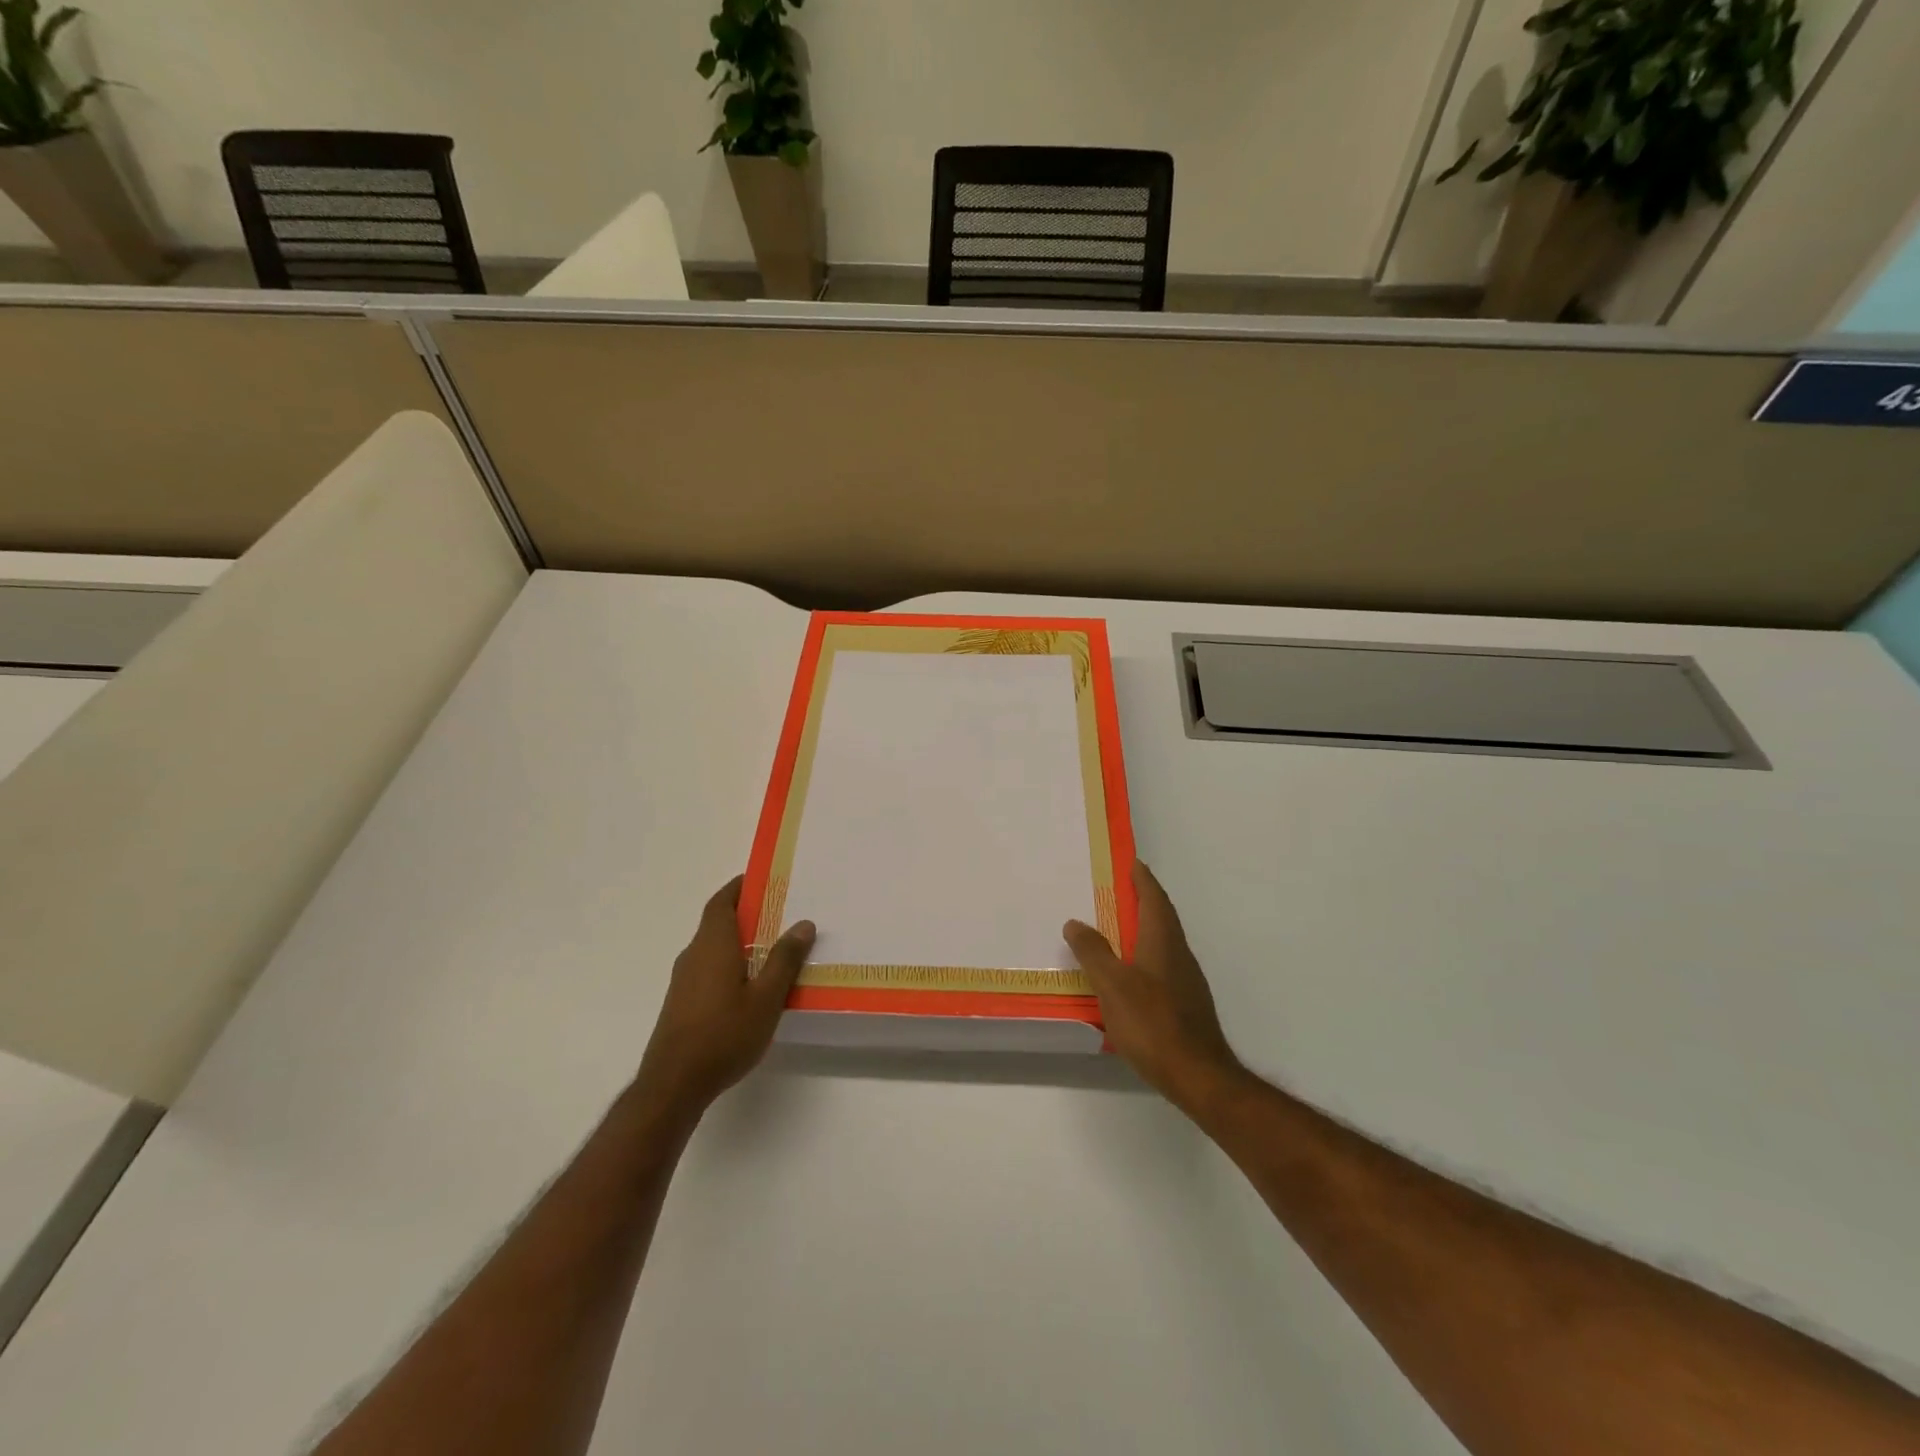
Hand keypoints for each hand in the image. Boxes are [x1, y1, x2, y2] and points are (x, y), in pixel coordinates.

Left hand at [636, 876, 814, 1115]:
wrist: (673, 1085)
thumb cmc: (724, 1035)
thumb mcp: (766, 998)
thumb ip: (784, 960)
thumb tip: (803, 924)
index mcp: (713, 945)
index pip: (722, 902)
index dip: (738, 887)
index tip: (760, 879)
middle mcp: (693, 955)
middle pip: (717, 922)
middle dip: (744, 914)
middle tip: (778, 913)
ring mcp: (683, 980)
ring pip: (712, 947)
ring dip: (737, 941)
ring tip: (770, 949)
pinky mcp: (681, 1003)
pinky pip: (707, 968)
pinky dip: (728, 962)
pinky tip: (749, 985)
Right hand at [1065, 861, 1247, 1115]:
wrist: (1198, 1075)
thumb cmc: (1152, 1023)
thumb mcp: (1112, 985)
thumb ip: (1093, 952)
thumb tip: (1075, 922)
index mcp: (1163, 941)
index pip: (1154, 898)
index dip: (1142, 878)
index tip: (1130, 862)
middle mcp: (1178, 954)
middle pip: (1161, 917)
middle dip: (1142, 900)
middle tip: (1116, 890)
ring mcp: (1186, 980)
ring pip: (1163, 942)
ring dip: (1142, 928)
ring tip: (1115, 928)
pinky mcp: (1186, 1004)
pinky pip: (1162, 965)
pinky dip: (1144, 955)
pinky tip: (1128, 974)